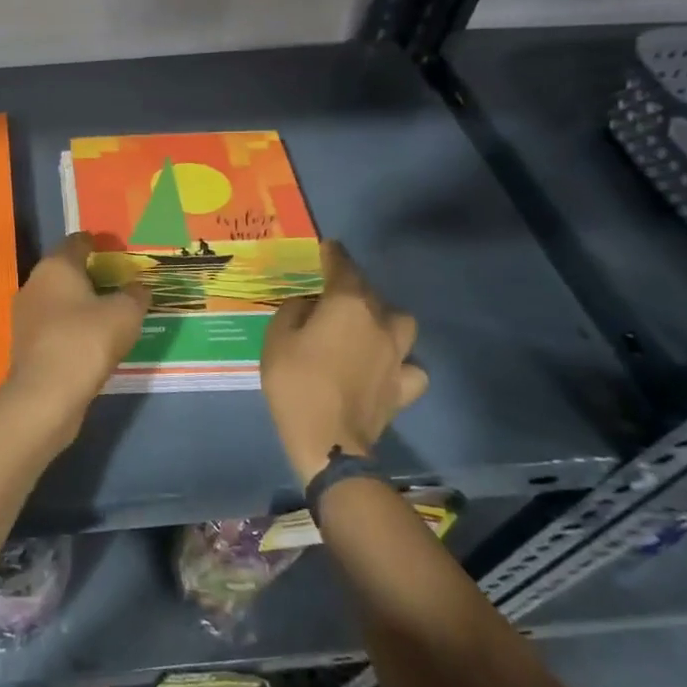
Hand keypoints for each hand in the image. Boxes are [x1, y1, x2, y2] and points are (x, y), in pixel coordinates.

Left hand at [3, 234, 149, 442]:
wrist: (46, 395)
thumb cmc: (86, 340)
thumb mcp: (125, 313)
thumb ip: (135, 295)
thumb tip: (138, 288)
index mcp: (56, 266)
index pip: (77, 242)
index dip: (99, 243)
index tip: (118, 251)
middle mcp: (34, 284)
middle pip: (65, 270)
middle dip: (91, 275)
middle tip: (120, 284)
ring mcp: (26, 315)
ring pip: (58, 300)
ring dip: (81, 304)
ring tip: (110, 314)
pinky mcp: (26, 344)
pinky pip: (55, 325)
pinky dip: (73, 327)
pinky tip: (92, 341)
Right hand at [261, 241, 426, 484]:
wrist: (328, 440)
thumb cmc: (296, 382)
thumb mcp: (277, 338)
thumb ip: (294, 312)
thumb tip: (310, 306)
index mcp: (348, 305)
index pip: (343, 268)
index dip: (335, 255)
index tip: (329, 246)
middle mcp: (380, 322)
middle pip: (371, 294)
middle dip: (354, 289)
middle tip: (333, 297)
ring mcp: (398, 356)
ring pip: (400, 324)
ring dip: (384, 320)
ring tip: (366, 328)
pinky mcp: (403, 387)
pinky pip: (409, 366)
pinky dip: (400, 363)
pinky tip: (385, 367)